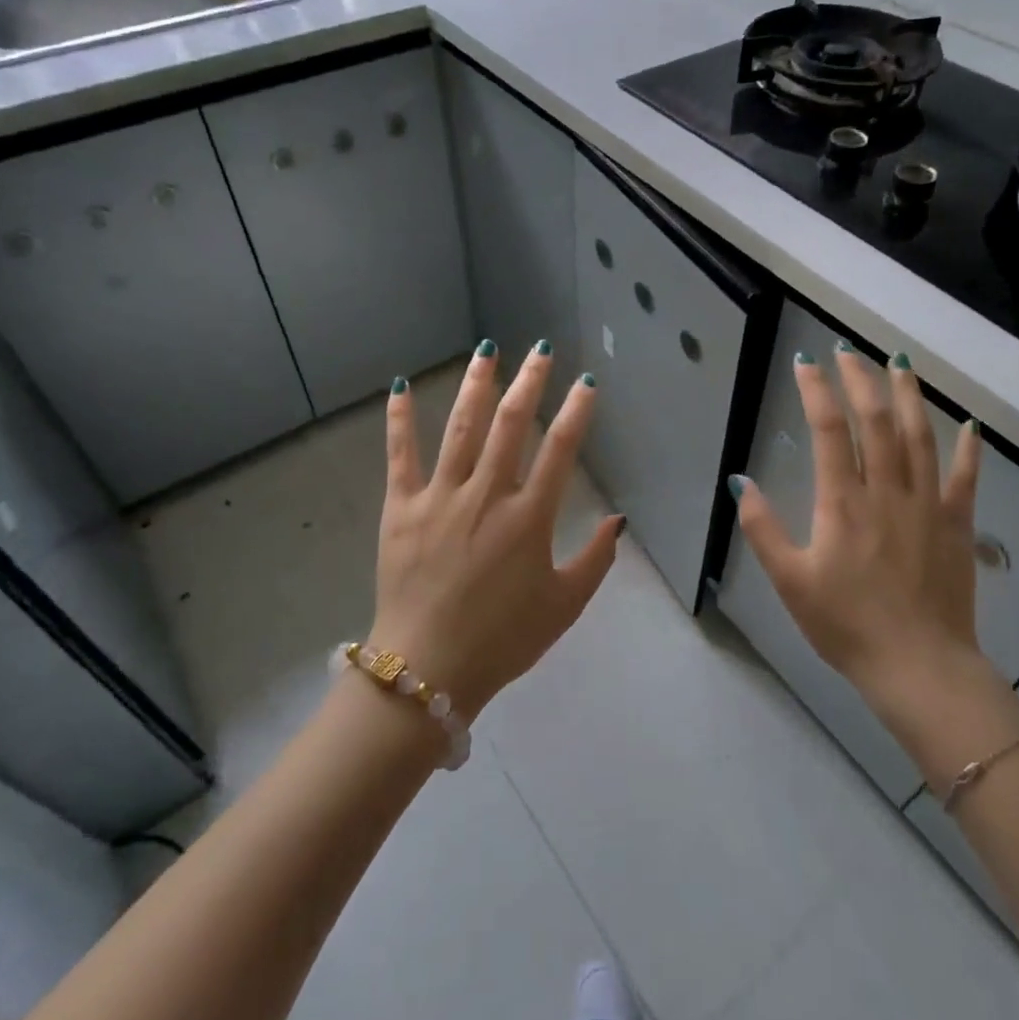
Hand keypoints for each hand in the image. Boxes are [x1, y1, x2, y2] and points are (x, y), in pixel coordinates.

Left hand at [369, 342, 624, 720]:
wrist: (427, 669)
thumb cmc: (503, 640)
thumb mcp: (564, 606)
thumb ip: (596, 560)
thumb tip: (618, 519)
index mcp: (528, 518)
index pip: (560, 450)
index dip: (576, 412)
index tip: (585, 383)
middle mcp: (486, 495)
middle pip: (511, 425)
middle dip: (529, 382)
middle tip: (541, 350)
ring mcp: (440, 497)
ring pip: (461, 428)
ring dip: (476, 385)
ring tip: (487, 350)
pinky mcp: (400, 508)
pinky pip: (400, 455)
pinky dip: (400, 419)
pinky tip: (401, 386)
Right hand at [729, 345, 984, 691]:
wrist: (918, 667)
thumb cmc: (846, 625)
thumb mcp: (789, 581)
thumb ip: (762, 528)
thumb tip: (739, 481)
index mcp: (843, 502)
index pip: (829, 430)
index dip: (817, 391)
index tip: (806, 363)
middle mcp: (887, 491)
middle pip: (876, 420)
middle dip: (860, 380)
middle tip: (848, 351)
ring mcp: (927, 505)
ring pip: (920, 436)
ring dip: (909, 395)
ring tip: (898, 363)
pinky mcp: (956, 525)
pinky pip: (965, 478)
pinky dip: (968, 448)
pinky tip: (969, 424)